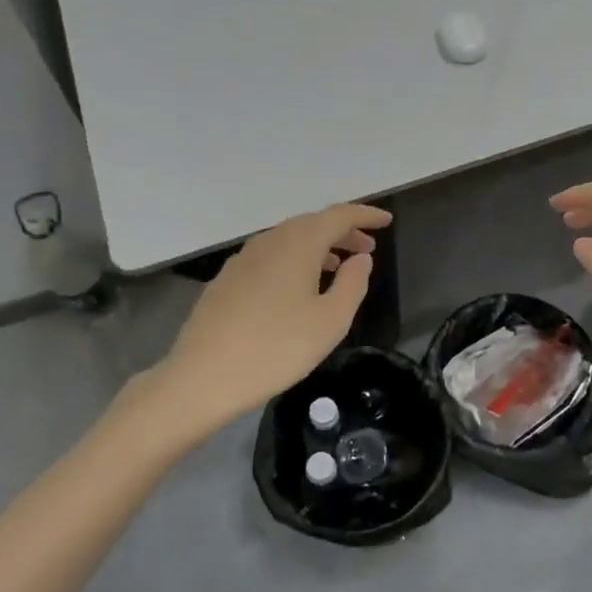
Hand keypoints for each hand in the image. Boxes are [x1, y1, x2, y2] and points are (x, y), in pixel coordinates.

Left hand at [152, 202, 391, 426]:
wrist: (204, 377)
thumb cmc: (277, 348)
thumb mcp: (330, 320)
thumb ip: (353, 283)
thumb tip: (360, 259)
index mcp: (298, 243)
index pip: (338, 215)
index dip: (366, 215)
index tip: (387, 221)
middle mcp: (269, 241)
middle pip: (312, 224)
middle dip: (343, 232)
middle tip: (367, 249)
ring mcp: (243, 259)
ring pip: (289, 241)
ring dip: (319, 247)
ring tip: (339, 268)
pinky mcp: (227, 280)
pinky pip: (271, 257)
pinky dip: (294, 261)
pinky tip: (299, 288)